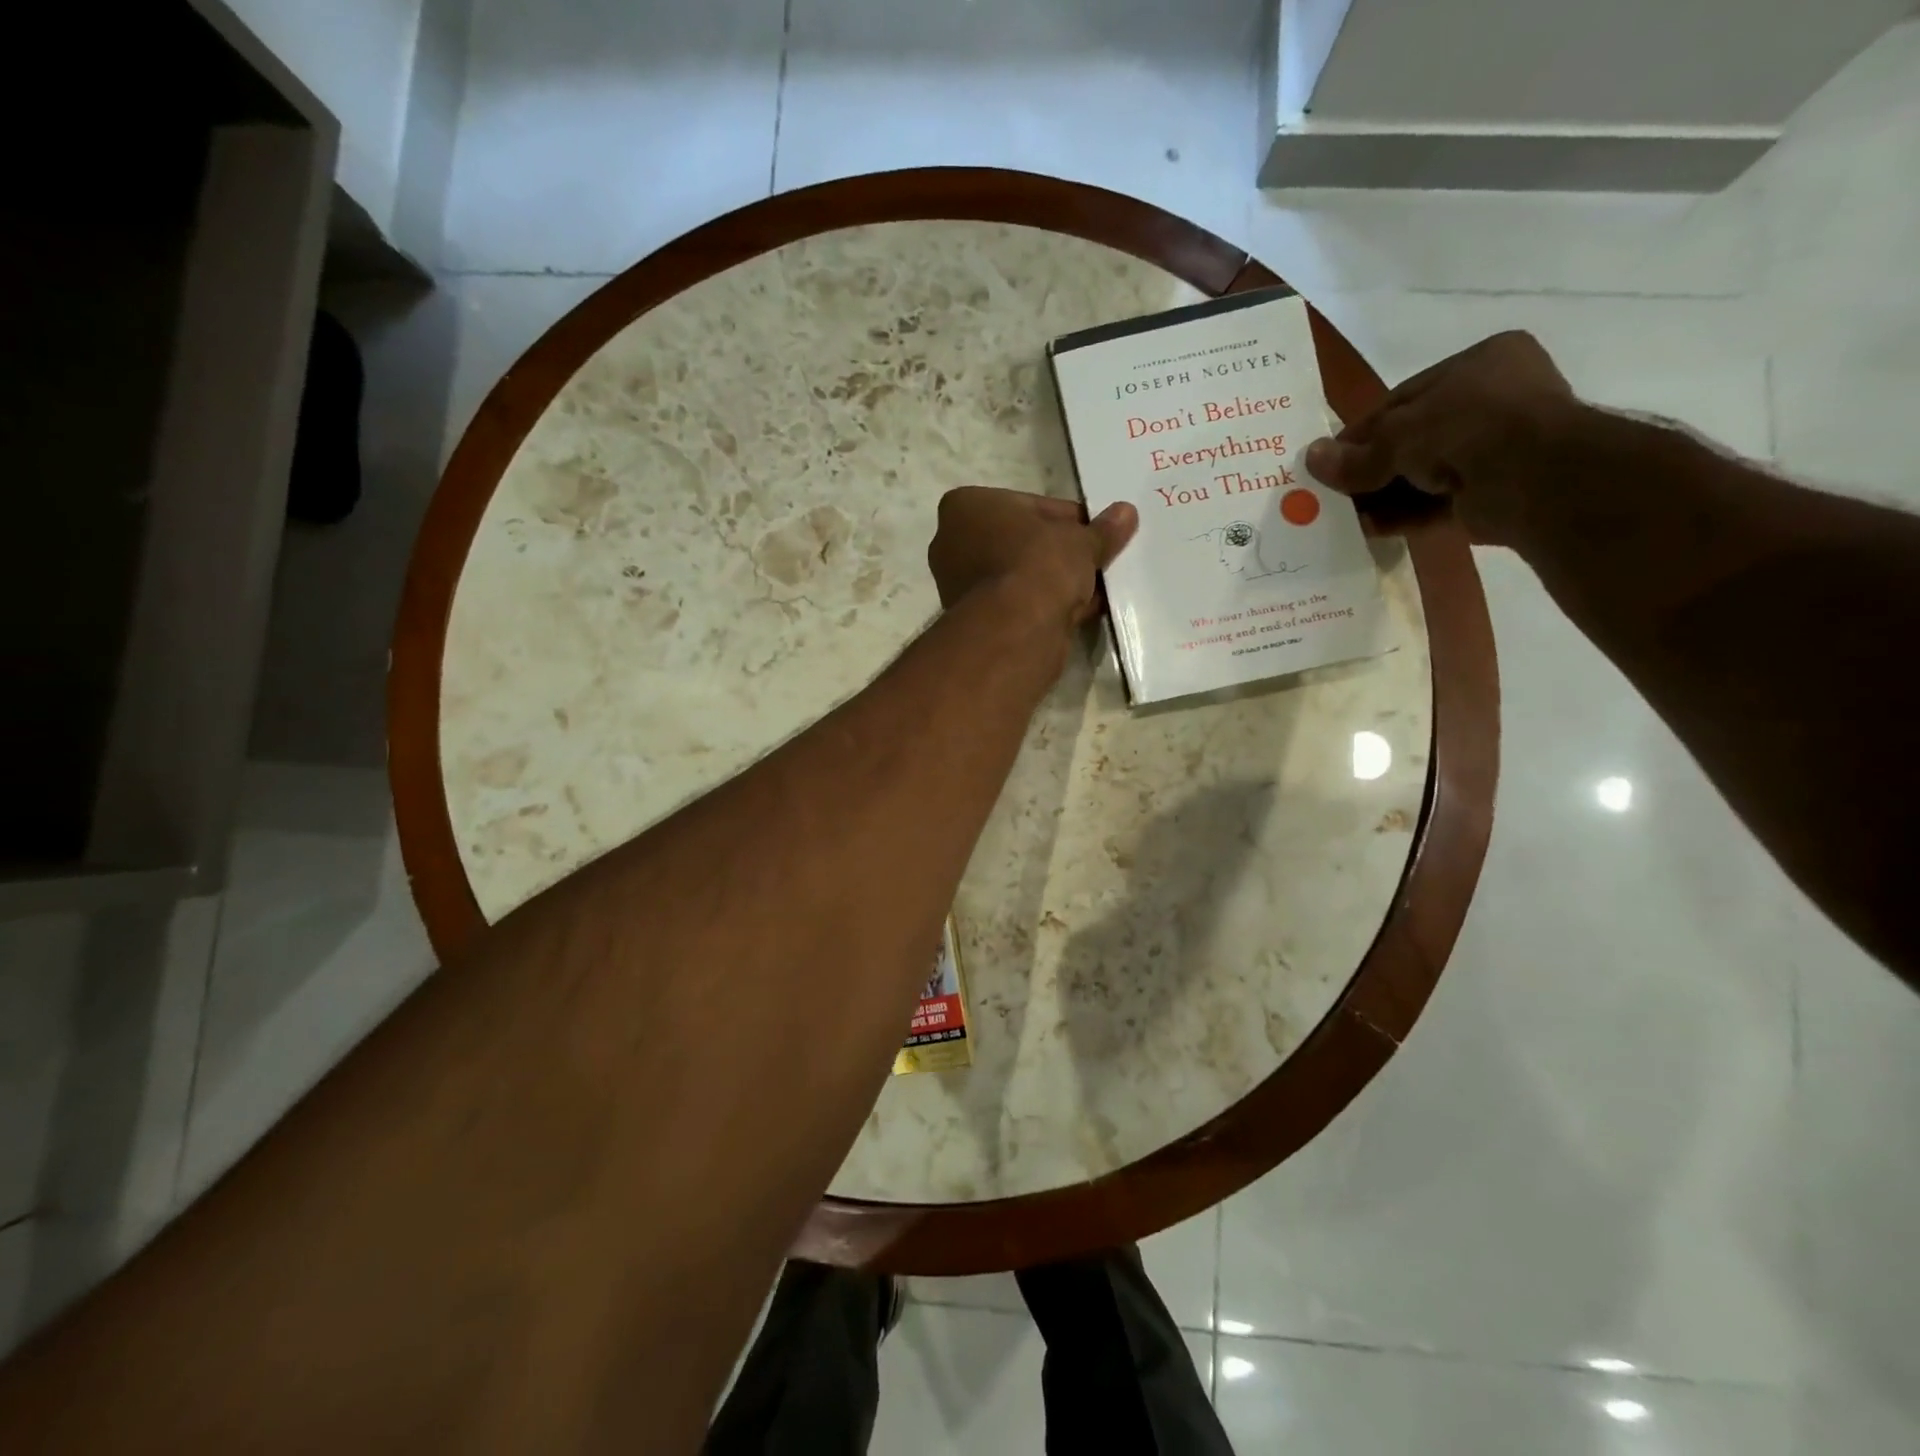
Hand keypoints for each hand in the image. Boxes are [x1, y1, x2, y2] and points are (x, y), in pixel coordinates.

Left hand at [928, 488, 1137, 623]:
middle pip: (1020, 543)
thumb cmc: (1038, 563)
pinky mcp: (976, 621)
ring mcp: (960, 586)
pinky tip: (1080, 610)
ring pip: (1020, 576)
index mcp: (965, 507)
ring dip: (1054, 581)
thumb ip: (1102, 530)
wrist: (1016, 628)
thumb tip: (1126, 513)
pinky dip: (1046, 605)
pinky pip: (1018, 604)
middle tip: (1095, 560)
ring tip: (1095, 587)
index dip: (1067, 519)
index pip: (1027, 506)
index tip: (1094, 532)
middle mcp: (952, 544)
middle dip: (1058, 552)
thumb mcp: (1080, 540)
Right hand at [1303, 331, 1578, 546]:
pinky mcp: (1494, 492)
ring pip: (1424, 473)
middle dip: (1371, 468)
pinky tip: (1369, 529)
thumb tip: (1311, 459)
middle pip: (1412, 438)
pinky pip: (1437, 503)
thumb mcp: (1399, 435)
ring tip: (1343, 516)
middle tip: (1333, 491)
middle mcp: (1493, 400)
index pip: (1404, 398)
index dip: (1362, 432)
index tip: (1328, 459)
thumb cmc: (1467, 428)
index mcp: (1480, 363)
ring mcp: (1497, 448)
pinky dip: (1404, 515)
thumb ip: (1357, 455)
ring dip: (1383, 496)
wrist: (1534, 478)